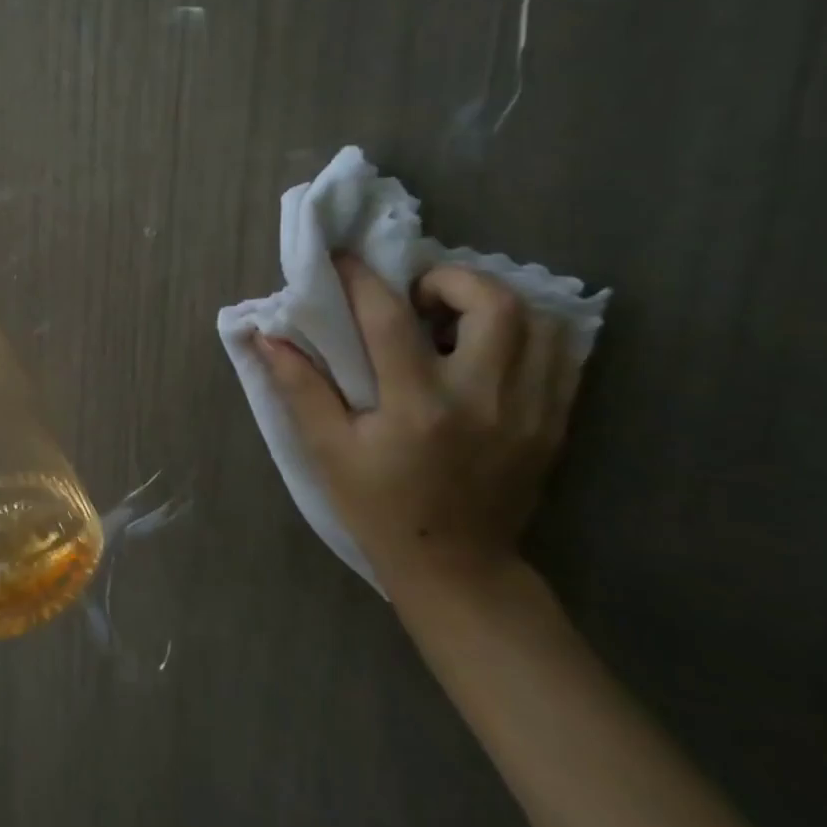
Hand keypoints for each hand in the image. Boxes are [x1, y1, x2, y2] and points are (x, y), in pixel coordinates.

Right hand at [256, 258, 580, 596]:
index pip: (389, 319)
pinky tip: (487, 346)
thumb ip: (300, 388)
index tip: (341, 259)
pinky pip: (560, 354)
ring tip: (451, 319)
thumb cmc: (380, 508)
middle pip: (492, 303)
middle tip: (414, 296)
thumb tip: (266, 336)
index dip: (360, 279)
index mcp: (419, 406)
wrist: (457, 567)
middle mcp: (483, 399)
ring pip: (538, 321)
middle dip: (448, 279)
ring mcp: (529, 410)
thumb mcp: (328, 451)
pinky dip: (525, 332)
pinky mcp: (553, 422)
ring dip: (491, 302)